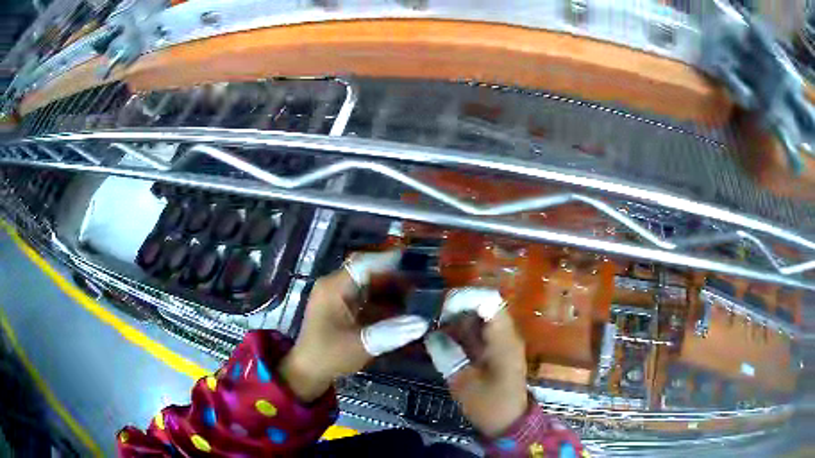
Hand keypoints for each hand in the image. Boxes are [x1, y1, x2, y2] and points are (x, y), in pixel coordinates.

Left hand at [280, 251, 428, 401]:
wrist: (308, 373)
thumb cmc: (328, 355)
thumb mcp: (359, 345)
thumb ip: (390, 333)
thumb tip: (422, 322)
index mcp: (334, 287)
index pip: (365, 264)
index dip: (390, 261)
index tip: (418, 261)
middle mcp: (337, 286)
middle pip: (370, 273)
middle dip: (397, 277)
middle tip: (426, 281)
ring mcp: (340, 298)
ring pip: (372, 286)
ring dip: (394, 290)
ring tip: (422, 294)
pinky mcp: (346, 310)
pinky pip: (370, 300)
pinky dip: (387, 304)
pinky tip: (406, 311)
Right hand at [425, 288, 528, 436]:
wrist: (510, 422)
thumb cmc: (489, 405)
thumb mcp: (463, 383)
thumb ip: (448, 355)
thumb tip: (432, 333)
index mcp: (503, 339)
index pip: (489, 301)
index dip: (464, 298)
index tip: (440, 306)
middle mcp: (507, 333)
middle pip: (485, 304)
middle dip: (458, 305)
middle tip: (432, 314)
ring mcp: (504, 340)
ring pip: (482, 315)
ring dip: (459, 316)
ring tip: (434, 322)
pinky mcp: (498, 348)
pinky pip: (481, 329)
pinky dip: (463, 328)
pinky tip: (445, 335)